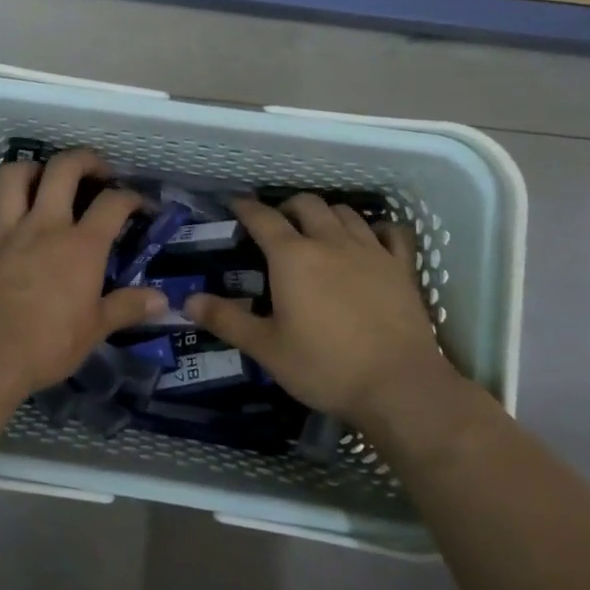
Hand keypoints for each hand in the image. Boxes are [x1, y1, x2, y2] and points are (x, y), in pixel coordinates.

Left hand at [0, 149, 167, 410]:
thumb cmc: (45, 347)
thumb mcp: (94, 331)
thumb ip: (127, 307)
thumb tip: (163, 300)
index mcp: (80, 246)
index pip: (113, 204)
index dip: (132, 197)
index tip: (140, 205)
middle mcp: (44, 225)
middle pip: (64, 168)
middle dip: (85, 160)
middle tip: (95, 172)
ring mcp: (4, 229)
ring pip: (14, 174)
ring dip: (33, 169)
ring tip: (43, 180)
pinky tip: (3, 207)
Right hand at [184, 195, 485, 437]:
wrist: (398, 385)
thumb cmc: (324, 366)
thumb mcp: (266, 348)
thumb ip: (226, 320)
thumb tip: (187, 301)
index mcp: (293, 257)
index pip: (263, 218)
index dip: (246, 208)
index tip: (236, 204)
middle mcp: (330, 242)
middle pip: (307, 204)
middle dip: (287, 207)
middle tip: (277, 225)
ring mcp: (371, 251)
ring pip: (346, 213)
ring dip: (326, 214)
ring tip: (318, 230)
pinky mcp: (402, 267)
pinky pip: (391, 232)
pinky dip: (376, 228)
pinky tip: (371, 238)